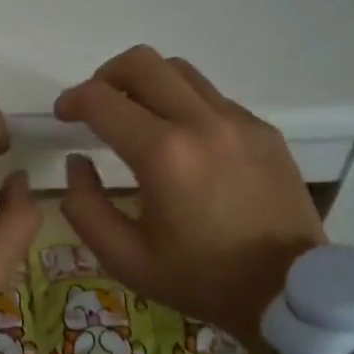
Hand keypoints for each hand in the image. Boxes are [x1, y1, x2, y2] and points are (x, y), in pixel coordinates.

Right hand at [54, 46, 325, 347]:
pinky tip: (184, 142)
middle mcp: (201, 122)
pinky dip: (183, 104)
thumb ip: (85, 206)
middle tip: (98, 106)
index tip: (64, 116)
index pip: (102, 99)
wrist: (289, 291)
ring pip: (179, 70)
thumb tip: (77, 162)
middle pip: (141, 62)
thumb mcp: (125, 259)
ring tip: (138, 117)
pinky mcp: (262, 129)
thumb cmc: (201, 279)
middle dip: (106, 76)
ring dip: (146, 84)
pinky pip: (211, 96)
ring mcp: (238, 120)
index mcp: (163, 155)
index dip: (72, 100)